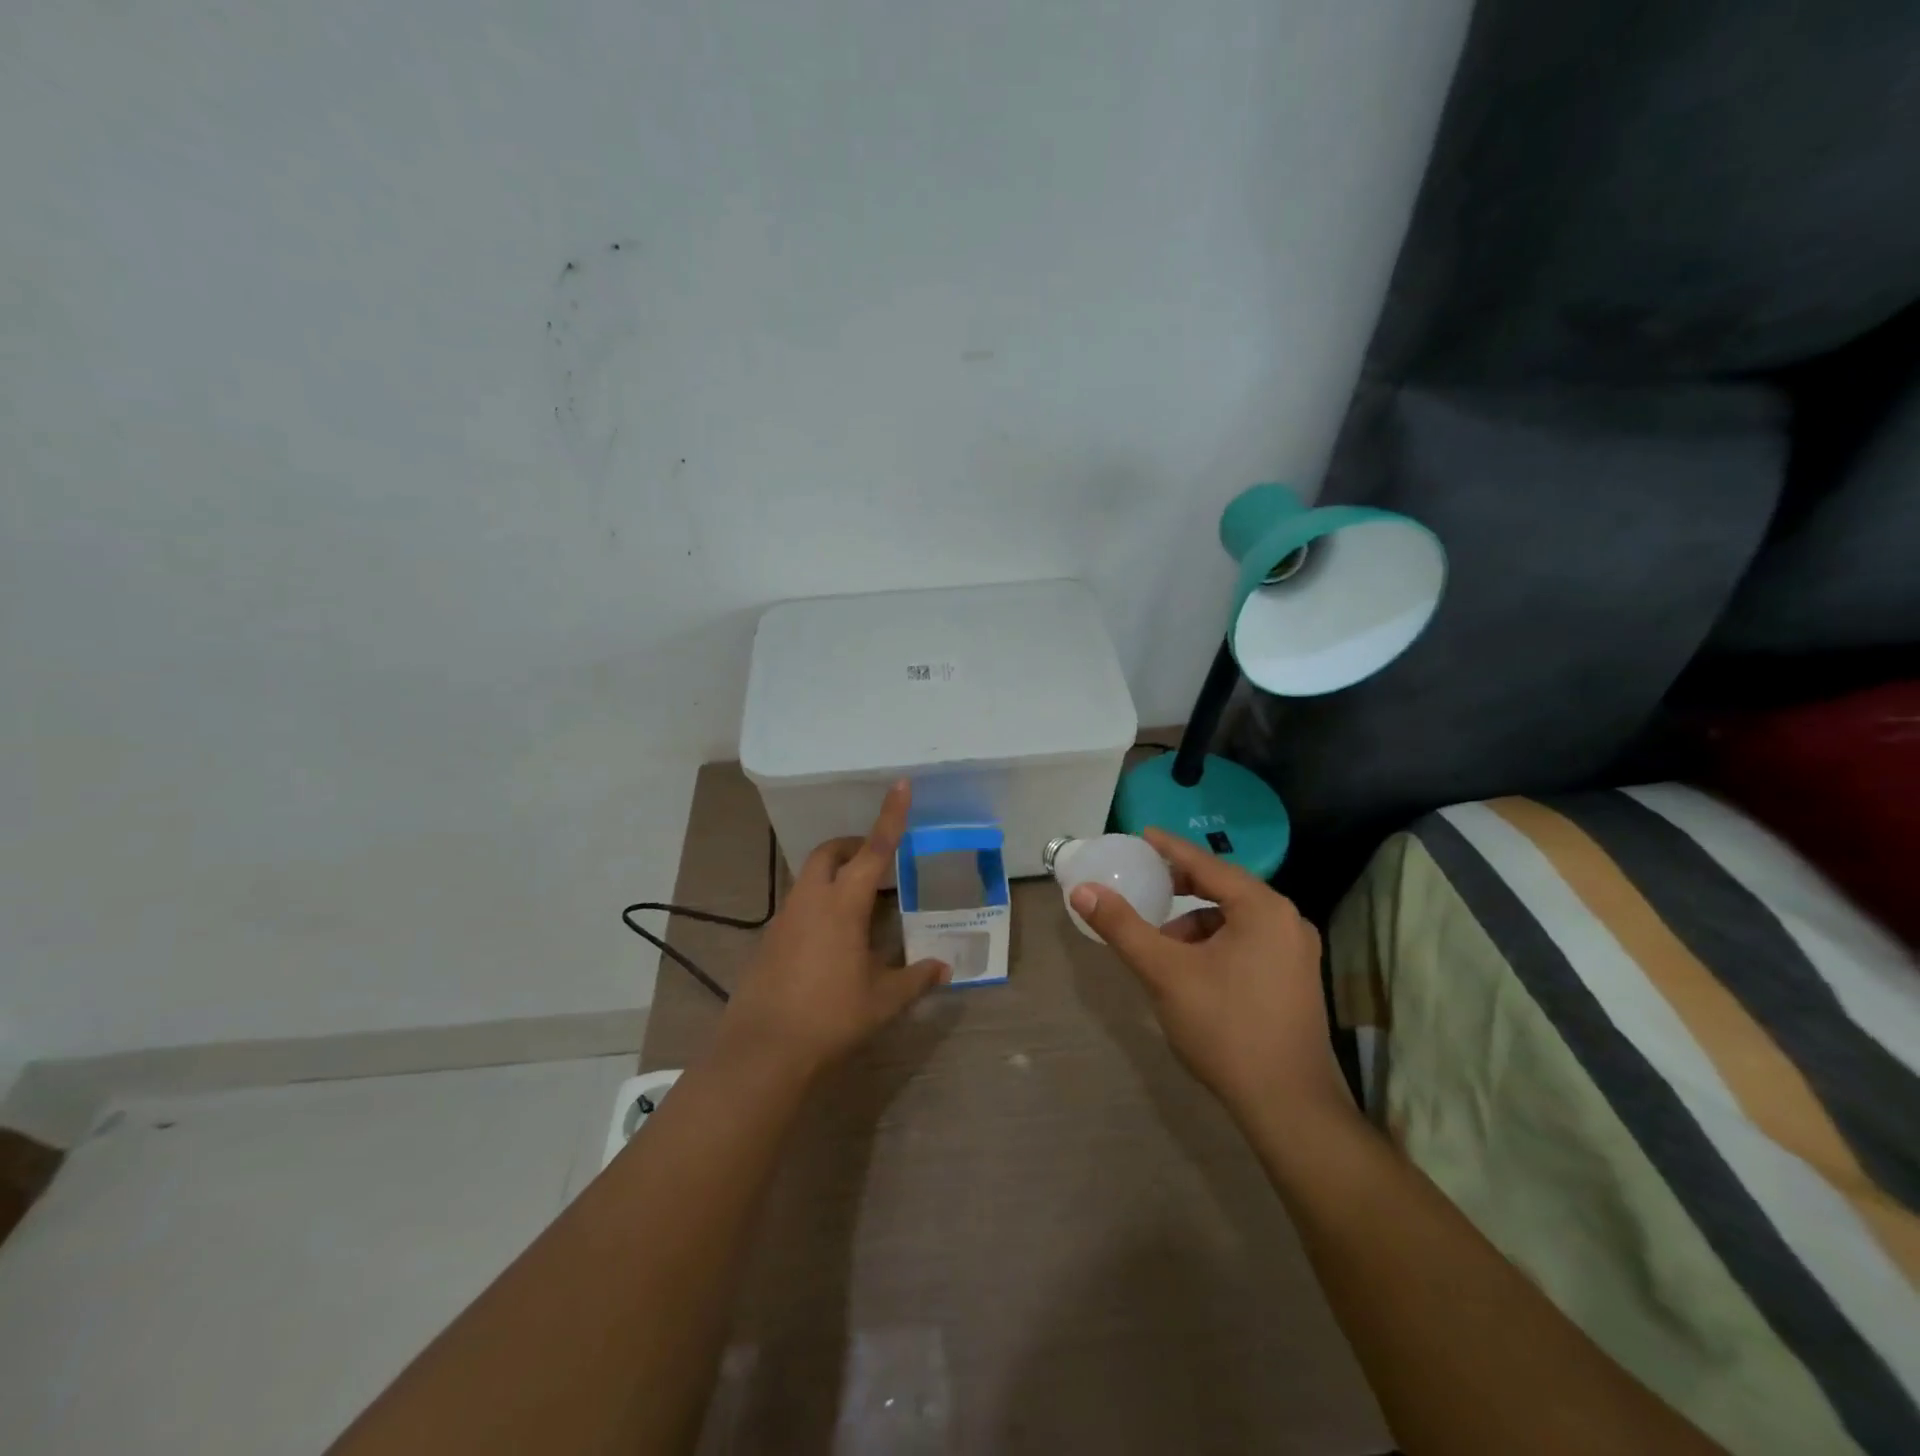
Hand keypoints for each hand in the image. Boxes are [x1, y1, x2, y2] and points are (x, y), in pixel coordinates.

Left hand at [719, 781, 948, 1081]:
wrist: (763, 1050)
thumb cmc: (830, 1017)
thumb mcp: (882, 1000)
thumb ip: (915, 978)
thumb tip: (944, 967)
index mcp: (843, 904)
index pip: (874, 849)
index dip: (891, 816)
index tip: (901, 784)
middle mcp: (810, 900)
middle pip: (829, 853)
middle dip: (852, 846)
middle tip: (875, 861)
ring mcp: (784, 919)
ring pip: (809, 877)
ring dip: (834, 875)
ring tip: (859, 905)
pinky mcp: (769, 940)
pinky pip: (798, 905)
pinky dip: (819, 904)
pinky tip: (832, 941)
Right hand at [1070, 828, 1349, 1121]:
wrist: (1288, 1106)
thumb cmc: (1225, 1027)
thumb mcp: (1165, 972)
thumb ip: (1123, 927)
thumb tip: (1083, 890)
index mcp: (1263, 909)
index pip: (1207, 864)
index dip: (1171, 849)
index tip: (1143, 835)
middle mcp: (1287, 921)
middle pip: (1224, 889)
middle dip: (1181, 888)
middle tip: (1146, 885)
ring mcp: (1297, 953)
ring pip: (1235, 920)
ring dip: (1196, 923)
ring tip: (1162, 945)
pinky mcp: (1296, 980)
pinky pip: (1248, 942)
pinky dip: (1215, 944)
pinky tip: (1192, 972)